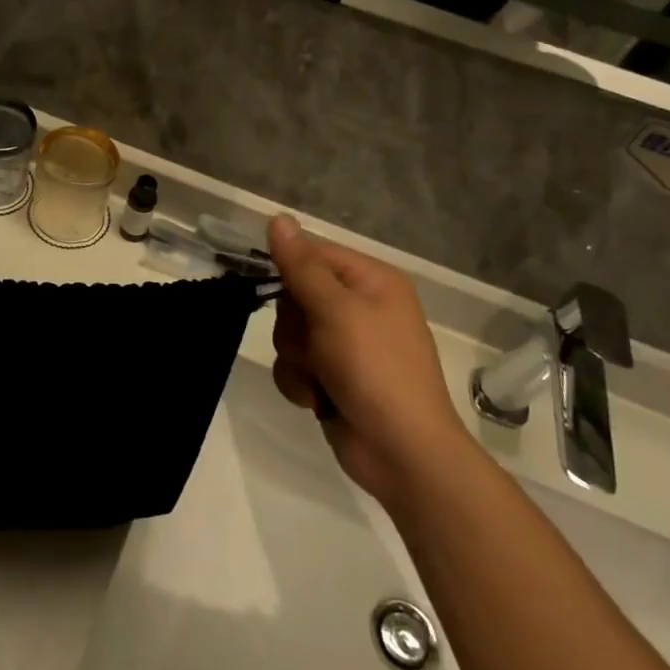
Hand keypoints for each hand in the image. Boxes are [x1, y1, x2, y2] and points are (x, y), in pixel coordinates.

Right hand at [265, 215, 469, 503]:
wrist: (401, 452)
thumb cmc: (375, 370)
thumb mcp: (336, 311)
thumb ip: (301, 266)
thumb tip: (278, 217)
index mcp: (372, 281)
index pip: (313, 254)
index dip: (287, 268)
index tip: (267, 286)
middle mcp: (360, 307)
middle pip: (295, 295)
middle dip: (294, 326)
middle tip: (314, 344)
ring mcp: (346, 345)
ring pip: (290, 333)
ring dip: (296, 358)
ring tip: (320, 378)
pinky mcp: (332, 377)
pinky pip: (294, 365)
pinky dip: (300, 382)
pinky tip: (317, 399)